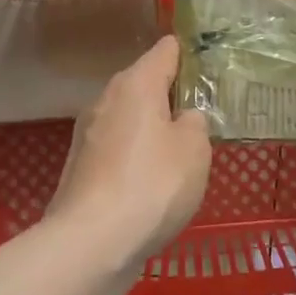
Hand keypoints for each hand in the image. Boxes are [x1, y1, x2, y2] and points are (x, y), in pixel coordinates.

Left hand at [48, 35, 210, 263]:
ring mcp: (89, 134)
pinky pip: (119, 149)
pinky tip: (155, 181)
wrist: (91, 244)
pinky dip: (138, 156)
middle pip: (145, 83)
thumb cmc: (152, 185)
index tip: (213, 64)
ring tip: (184, 149)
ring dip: (154, 128)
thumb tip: (183, 119)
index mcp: (136, 83)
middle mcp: (107, 99)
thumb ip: (195, 123)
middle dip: (173, 95)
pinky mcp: (82, 168)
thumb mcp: (195, 150)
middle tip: (205, 112)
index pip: (166, 50)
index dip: (191, 53)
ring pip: (131, 118)